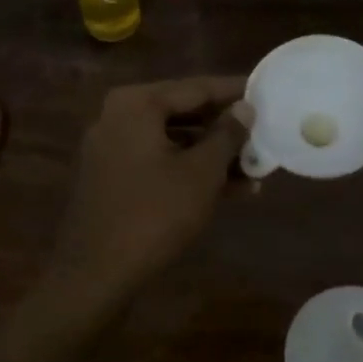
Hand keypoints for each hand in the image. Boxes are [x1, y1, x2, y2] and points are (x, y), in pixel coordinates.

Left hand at [47, 76, 251, 307]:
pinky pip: (159, 162)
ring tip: (257, 169)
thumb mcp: (202, 172)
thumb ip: (227, 134)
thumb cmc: (155, 214)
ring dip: (213, 155)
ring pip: (174, 142)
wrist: (96, 273)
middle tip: (264, 132)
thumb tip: (245, 108)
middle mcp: (119, 117)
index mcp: (137, 104)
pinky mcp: (113, 178)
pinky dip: (190, 171)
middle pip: (184, 113)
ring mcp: (112, 149)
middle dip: (226, 129)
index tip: (266, 90)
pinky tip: (230, 190)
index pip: (196, 88)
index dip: (235, 92)